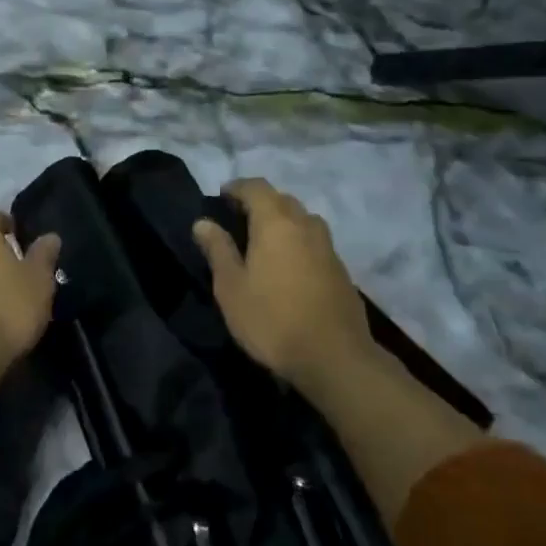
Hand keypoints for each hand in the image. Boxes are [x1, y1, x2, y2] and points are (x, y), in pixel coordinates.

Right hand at [192, 178, 381, 390]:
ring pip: (303, 220)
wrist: (334, 358)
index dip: (237, 187)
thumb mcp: (231, 287)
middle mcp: (305, 225)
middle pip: (282, 200)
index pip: (256, 187)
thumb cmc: (272, 320)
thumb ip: (217, 250)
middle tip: (238, 220)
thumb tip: (203, 222)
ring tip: (263, 241)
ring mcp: (328, 247)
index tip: (221, 197)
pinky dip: (298, 242)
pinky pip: (315, 242)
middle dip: (260, 203)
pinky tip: (288, 266)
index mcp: (276, 223)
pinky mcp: (341, 270)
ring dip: (282, 221)